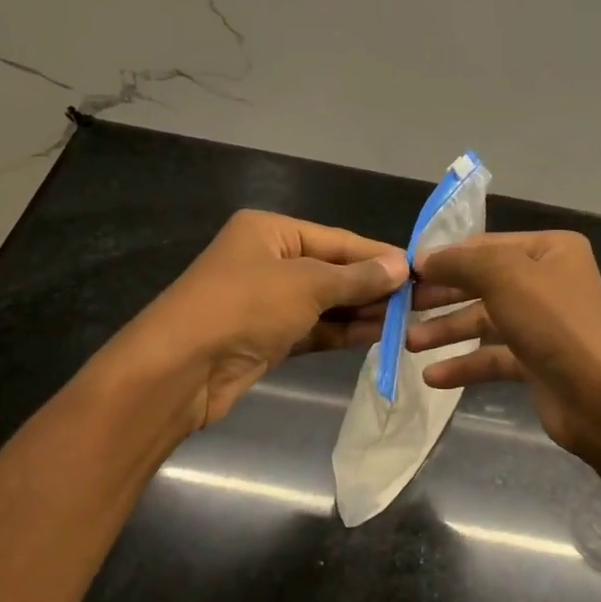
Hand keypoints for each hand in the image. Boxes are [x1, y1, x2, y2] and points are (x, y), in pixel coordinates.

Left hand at [102, 210, 407, 432]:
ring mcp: (266, 301)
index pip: (337, 239)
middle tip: (421, 298)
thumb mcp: (306, 285)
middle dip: (373, 285)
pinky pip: (314, 328)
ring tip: (409, 318)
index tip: (419, 268)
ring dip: (362, 310)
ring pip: (325, 302)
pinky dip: (342, 331)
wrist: (179, 370)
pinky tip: (379, 335)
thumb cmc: (243, 307)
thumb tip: (401, 265)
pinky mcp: (266, 338)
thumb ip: (355, 277)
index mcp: (270, 231)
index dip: (378, 254)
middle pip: (332, 270)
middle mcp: (267, 260)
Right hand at [405, 231, 600, 472]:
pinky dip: (464, 364)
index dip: (446, 257)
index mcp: (550, 250)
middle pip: (483, 282)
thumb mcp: (504, 277)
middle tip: (402, 306)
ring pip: (484, 320)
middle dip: (442, 295)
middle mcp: (548, 281)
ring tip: (409, 343)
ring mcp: (543, 324)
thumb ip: (460, 262)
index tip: (406, 272)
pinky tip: (432, 377)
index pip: (486, 244)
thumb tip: (423, 259)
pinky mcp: (537, 362)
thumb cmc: (555, 325)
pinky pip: (493, 356)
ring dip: (447, 330)